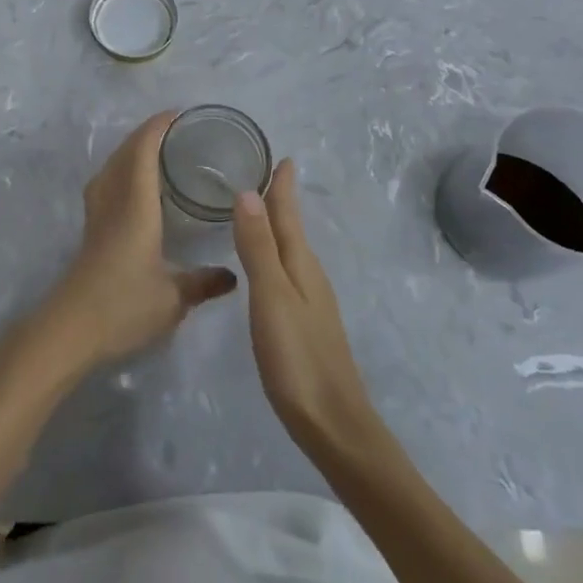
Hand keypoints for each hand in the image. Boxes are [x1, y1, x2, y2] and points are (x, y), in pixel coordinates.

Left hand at [39, 111, 237, 368]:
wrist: (70, 329)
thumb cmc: (123, 306)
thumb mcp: (173, 298)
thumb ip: (204, 282)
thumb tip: (233, 275)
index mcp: (135, 205)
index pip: (143, 151)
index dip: (158, 127)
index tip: (180, 114)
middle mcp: (113, 200)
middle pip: (124, 152)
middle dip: (147, 133)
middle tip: (177, 130)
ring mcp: (97, 214)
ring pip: (111, 166)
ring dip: (131, 150)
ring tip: (157, 151)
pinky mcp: (90, 230)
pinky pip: (106, 183)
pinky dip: (122, 170)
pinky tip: (135, 187)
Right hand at [232, 160, 379, 454]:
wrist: (334, 425)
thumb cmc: (298, 358)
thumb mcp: (272, 297)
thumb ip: (258, 247)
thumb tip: (247, 191)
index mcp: (300, 264)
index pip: (288, 214)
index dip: (283, 186)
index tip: (282, 156)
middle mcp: (309, 275)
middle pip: (292, 228)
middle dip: (280, 200)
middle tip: (265, 174)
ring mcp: (311, 302)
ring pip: (291, 250)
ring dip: (278, 226)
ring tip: (260, 210)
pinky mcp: (306, 324)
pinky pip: (288, 272)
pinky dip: (276, 254)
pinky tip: (268, 266)